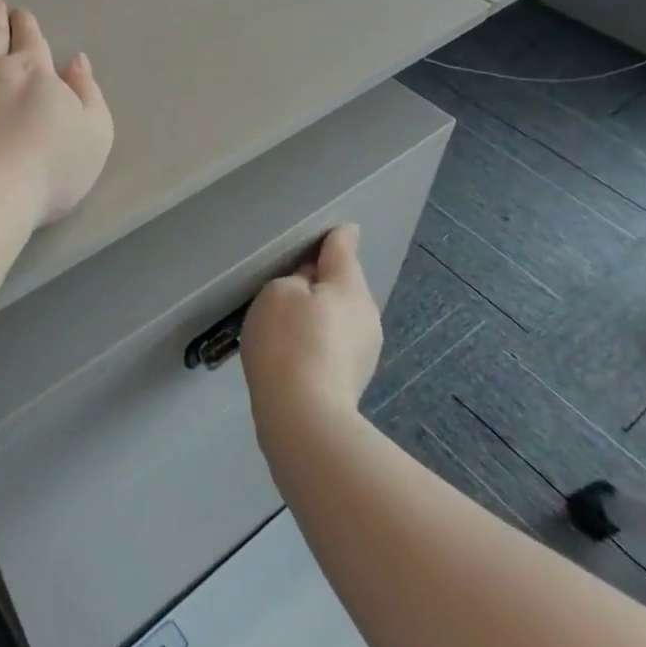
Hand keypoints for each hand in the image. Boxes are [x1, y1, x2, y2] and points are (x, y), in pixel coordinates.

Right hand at [240, 225, 382, 432]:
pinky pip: (336, 343)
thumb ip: (296, 278)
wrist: (304, 417)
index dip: (336, 236)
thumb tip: (312, 281)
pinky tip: (297, 352)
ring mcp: (366, 349)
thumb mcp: (278, 293)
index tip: (338, 230)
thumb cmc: (288, 342)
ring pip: (341, 315)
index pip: (343, 248)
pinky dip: (319, 339)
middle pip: (343, 284)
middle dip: (323, 280)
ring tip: (289, 322)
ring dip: (321, 312)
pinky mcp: (355, 377)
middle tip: (289, 284)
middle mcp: (366, 313)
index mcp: (349, 286)